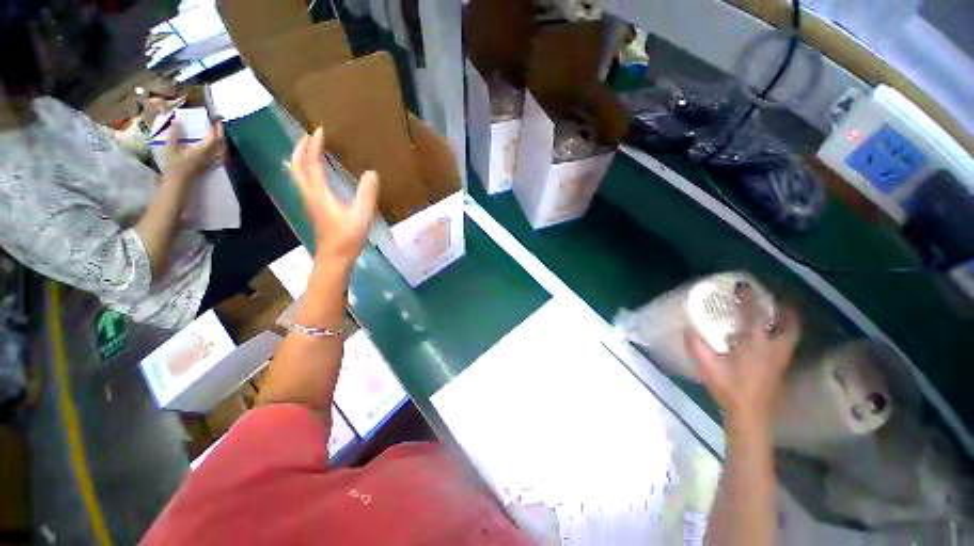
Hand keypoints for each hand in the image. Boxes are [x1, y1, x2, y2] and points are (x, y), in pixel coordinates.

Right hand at [164, 120, 223, 180]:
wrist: (178, 184)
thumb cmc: (173, 166)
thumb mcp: (171, 149)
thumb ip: (174, 135)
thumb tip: (177, 121)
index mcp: (202, 150)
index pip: (214, 138)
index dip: (216, 129)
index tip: (215, 120)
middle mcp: (210, 156)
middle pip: (220, 143)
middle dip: (220, 133)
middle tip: (217, 123)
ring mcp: (210, 161)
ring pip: (220, 149)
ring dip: (220, 140)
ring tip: (216, 132)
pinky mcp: (208, 165)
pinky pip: (218, 155)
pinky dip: (218, 147)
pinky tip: (214, 145)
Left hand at [290, 127, 378, 265]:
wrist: (335, 257)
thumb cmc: (348, 237)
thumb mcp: (362, 214)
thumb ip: (367, 193)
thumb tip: (372, 172)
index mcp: (318, 192)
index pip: (311, 162)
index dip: (313, 145)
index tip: (319, 130)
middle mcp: (308, 194)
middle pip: (296, 166)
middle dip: (301, 148)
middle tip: (309, 136)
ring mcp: (309, 202)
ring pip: (297, 174)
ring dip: (301, 159)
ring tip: (309, 149)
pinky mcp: (314, 209)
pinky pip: (304, 182)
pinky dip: (305, 171)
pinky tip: (315, 174)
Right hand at [687, 285, 799, 433]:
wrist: (750, 415)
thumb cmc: (729, 389)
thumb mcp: (707, 367)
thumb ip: (696, 345)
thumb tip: (688, 326)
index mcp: (755, 345)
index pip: (754, 315)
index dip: (749, 298)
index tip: (743, 286)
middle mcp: (773, 348)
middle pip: (789, 324)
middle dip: (785, 309)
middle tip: (775, 300)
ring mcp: (781, 359)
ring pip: (792, 334)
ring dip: (787, 321)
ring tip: (778, 314)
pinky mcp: (781, 367)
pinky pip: (787, 343)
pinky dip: (784, 333)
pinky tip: (771, 337)